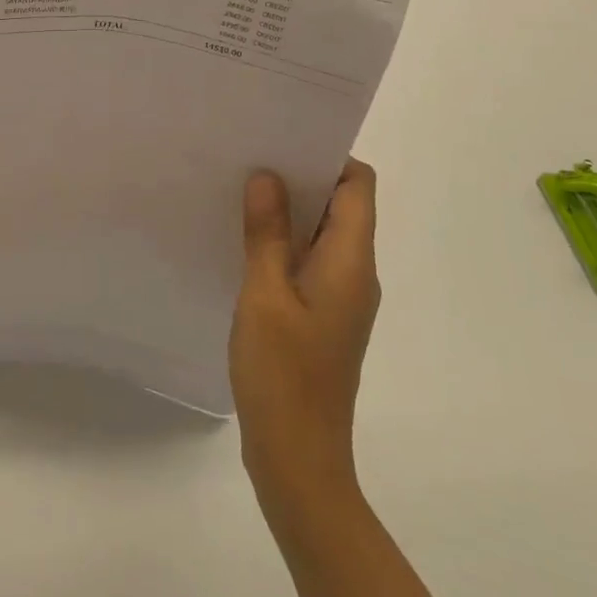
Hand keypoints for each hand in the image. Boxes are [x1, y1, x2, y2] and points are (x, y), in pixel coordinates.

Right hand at [230, 161, 380, 520]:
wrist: (298, 459)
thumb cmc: (283, 374)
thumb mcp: (264, 295)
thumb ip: (267, 234)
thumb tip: (267, 176)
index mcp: (351, 262)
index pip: (358, 186)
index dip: (327, 155)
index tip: (281, 138)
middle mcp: (355, 273)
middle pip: (341, 204)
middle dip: (300, 175)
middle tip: (248, 155)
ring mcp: (339, 297)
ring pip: (321, 233)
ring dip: (287, 210)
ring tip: (238, 189)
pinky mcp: (321, 316)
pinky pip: (307, 261)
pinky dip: (281, 242)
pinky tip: (241, 241)